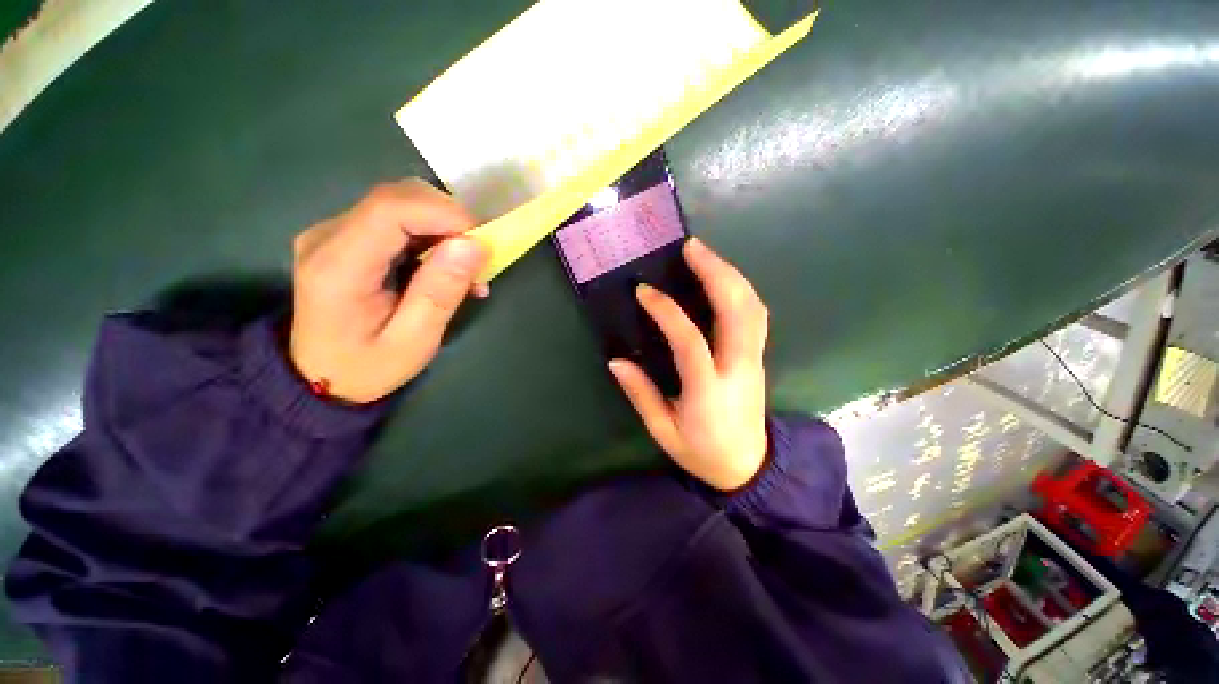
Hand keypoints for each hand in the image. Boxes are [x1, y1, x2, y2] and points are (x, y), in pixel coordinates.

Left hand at [289, 180, 489, 403]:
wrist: (320, 376)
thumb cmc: (368, 367)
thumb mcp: (414, 340)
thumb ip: (441, 291)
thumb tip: (475, 245)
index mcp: (338, 266)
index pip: (390, 209)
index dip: (444, 213)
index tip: (484, 239)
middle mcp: (328, 236)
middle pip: (396, 198)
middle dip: (449, 218)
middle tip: (480, 255)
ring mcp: (333, 232)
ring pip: (400, 203)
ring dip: (443, 226)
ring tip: (466, 267)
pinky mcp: (345, 236)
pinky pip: (396, 219)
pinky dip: (431, 234)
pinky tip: (445, 263)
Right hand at [608, 238, 768, 490]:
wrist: (748, 467)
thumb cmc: (701, 452)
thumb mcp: (663, 431)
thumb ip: (641, 395)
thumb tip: (617, 361)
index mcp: (708, 390)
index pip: (690, 341)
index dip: (667, 312)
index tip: (644, 292)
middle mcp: (738, 368)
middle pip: (737, 311)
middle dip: (716, 273)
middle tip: (691, 248)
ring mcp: (753, 360)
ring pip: (752, 308)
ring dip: (730, 275)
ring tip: (705, 255)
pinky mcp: (758, 357)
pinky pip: (756, 315)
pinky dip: (741, 289)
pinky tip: (723, 278)